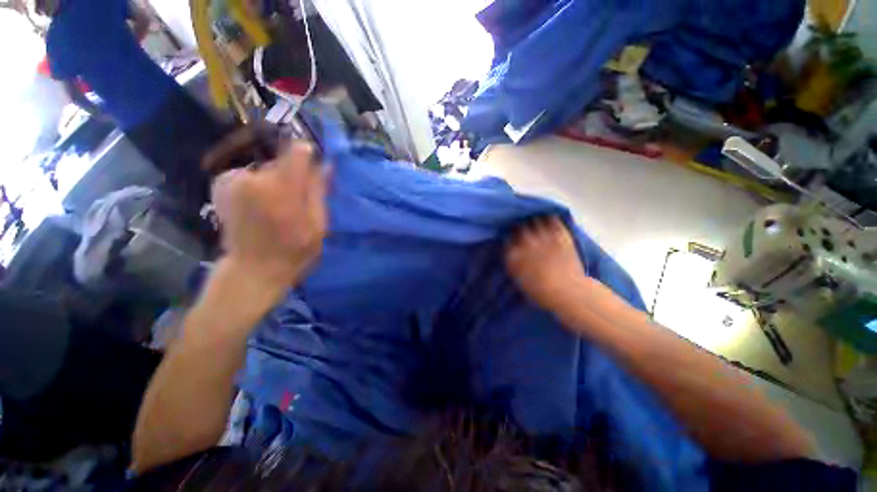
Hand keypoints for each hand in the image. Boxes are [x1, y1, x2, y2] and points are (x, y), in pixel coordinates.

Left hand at [211, 141, 327, 288]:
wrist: (252, 270)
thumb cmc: (294, 251)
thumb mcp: (318, 225)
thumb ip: (319, 192)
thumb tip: (325, 165)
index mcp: (282, 189)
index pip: (298, 151)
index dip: (309, 158)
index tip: (314, 174)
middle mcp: (255, 178)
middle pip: (283, 163)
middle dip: (293, 178)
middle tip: (296, 204)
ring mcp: (234, 181)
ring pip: (267, 170)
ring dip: (276, 184)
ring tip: (276, 210)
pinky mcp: (222, 185)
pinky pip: (251, 176)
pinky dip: (258, 186)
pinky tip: (258, 208)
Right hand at [505, 216, 588, 313]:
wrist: (567, 292)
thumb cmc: (541, 292)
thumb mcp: (518, 279)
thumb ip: (513, 263)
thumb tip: (512, 252)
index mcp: (513, 255)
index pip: (507, 238)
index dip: (510, 237)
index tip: (513, 237)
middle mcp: (525, 242)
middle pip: (519, 226)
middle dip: (521, 226)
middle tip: (525, 229)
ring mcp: (542, 236)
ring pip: (534, 219)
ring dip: (534, 220)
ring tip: (537, 221)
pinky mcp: (559, 233)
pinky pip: (552, 218)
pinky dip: (549, 218)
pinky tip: (549, 220)